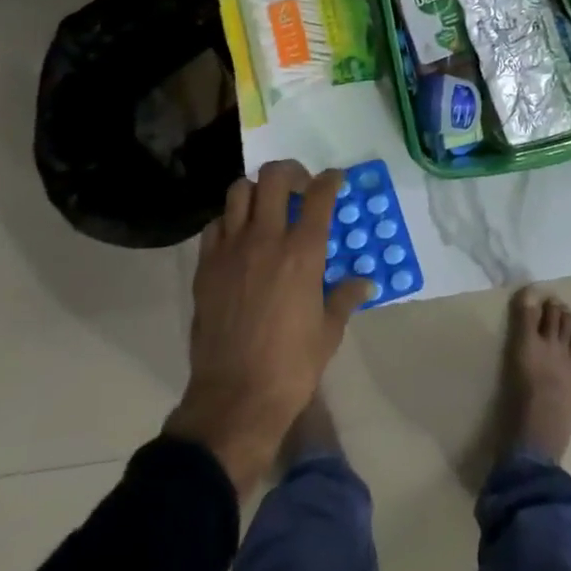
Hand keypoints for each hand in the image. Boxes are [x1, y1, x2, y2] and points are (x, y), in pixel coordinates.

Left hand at [164, 160, 372, 493]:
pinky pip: (216, 224)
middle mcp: (266, 239)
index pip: (319, 196)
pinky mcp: (206, 265)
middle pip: (274, 177)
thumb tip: (364, 282)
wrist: (235, 398)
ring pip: (239, 191)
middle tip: (300, 187)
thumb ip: (345, 297)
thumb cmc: (291, 367)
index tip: (335, 179)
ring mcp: (231, 249)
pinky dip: (230, 221)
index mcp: (303, 252)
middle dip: (291, 172)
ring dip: (257, 191)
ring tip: (267, 208)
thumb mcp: (328, 333)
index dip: (330, 180)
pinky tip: (239, 238)